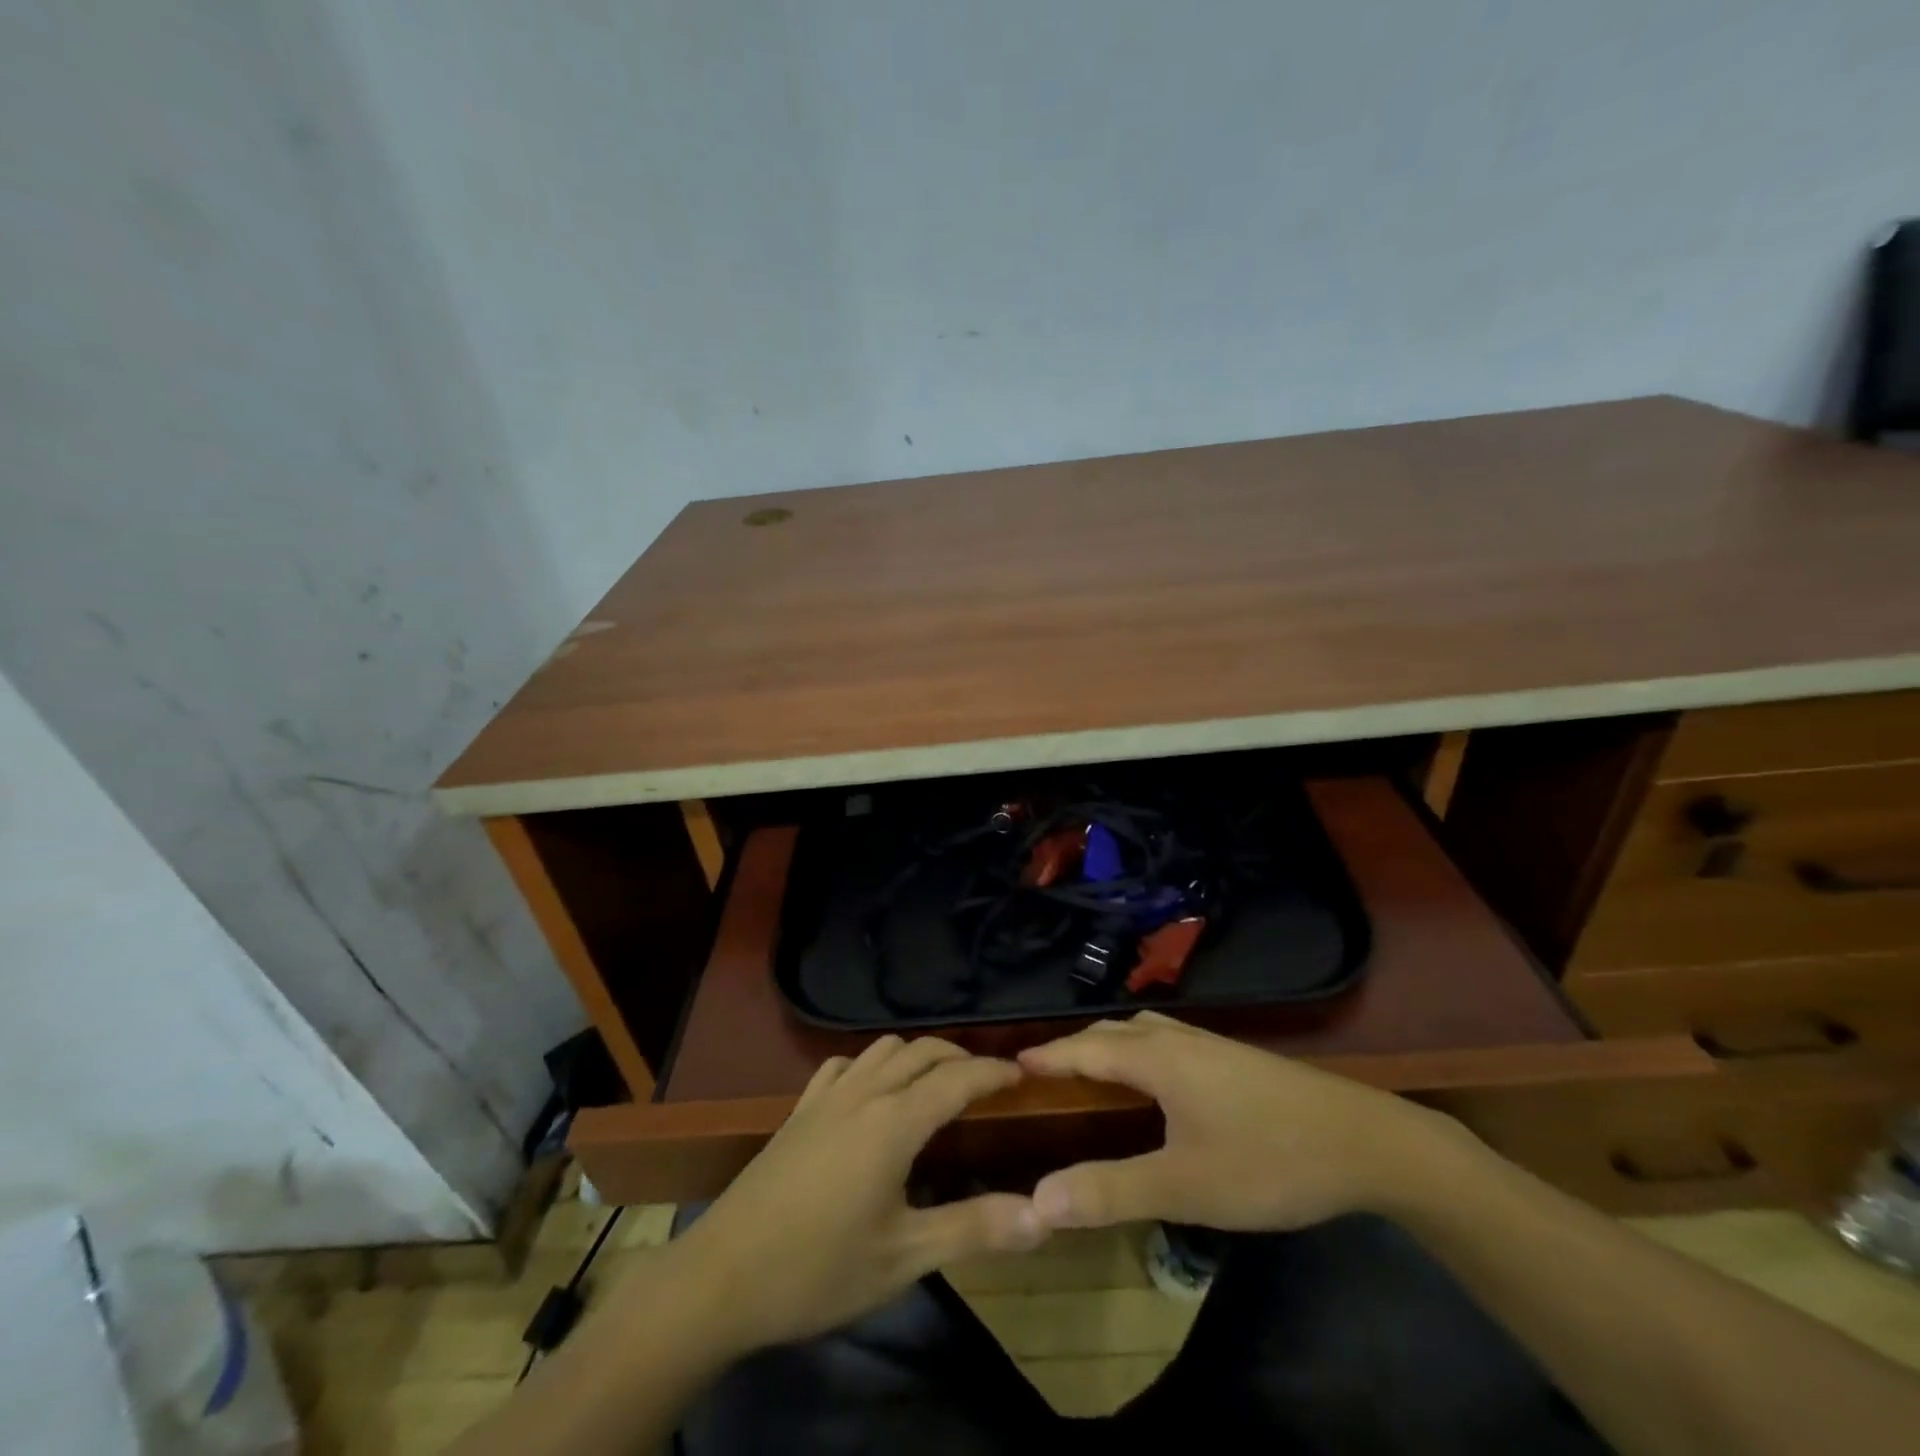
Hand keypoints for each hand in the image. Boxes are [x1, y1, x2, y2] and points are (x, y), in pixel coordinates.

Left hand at [666, 1036, 1046, 1354]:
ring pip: (883, 1049)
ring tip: (938, 1080)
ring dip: (918, 1054)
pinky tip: (871, 1090)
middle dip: (960, 1057)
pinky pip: (843, 1064)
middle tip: (988, 1081)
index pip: (957, 1078)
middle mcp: (864, 1093)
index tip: (1022, 1074)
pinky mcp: (799, 1109)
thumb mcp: (903, 1257)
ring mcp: (826, 1096)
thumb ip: (974, 1229)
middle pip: (922, 1051)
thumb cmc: (819, 1268)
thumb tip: (1042, 1215)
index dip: (993, 1072)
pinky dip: (872, 1063)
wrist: (722, 1275)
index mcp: (894, 1122)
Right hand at [1018, 1012, 1458, 1231]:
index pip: (1084, 1048)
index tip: (1009, 1064)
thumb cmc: (1268, 1160)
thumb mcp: (1185, 1186)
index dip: (1047, 1056)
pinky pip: (1167, 1040)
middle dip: (1074, 1047)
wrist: (1368, 1142)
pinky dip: (1138, 1050)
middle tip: (1044, 1075)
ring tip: (1090, 1073)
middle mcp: (1178, 1039)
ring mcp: (1210, 1045)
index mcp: (1157, 1059)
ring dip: (1108, 1045)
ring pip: (1143, 1031)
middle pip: (1112, 1031)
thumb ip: (1111, 1191)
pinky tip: (1154, 1081)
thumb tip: (1037, 1201)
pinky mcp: (1235, 1059)